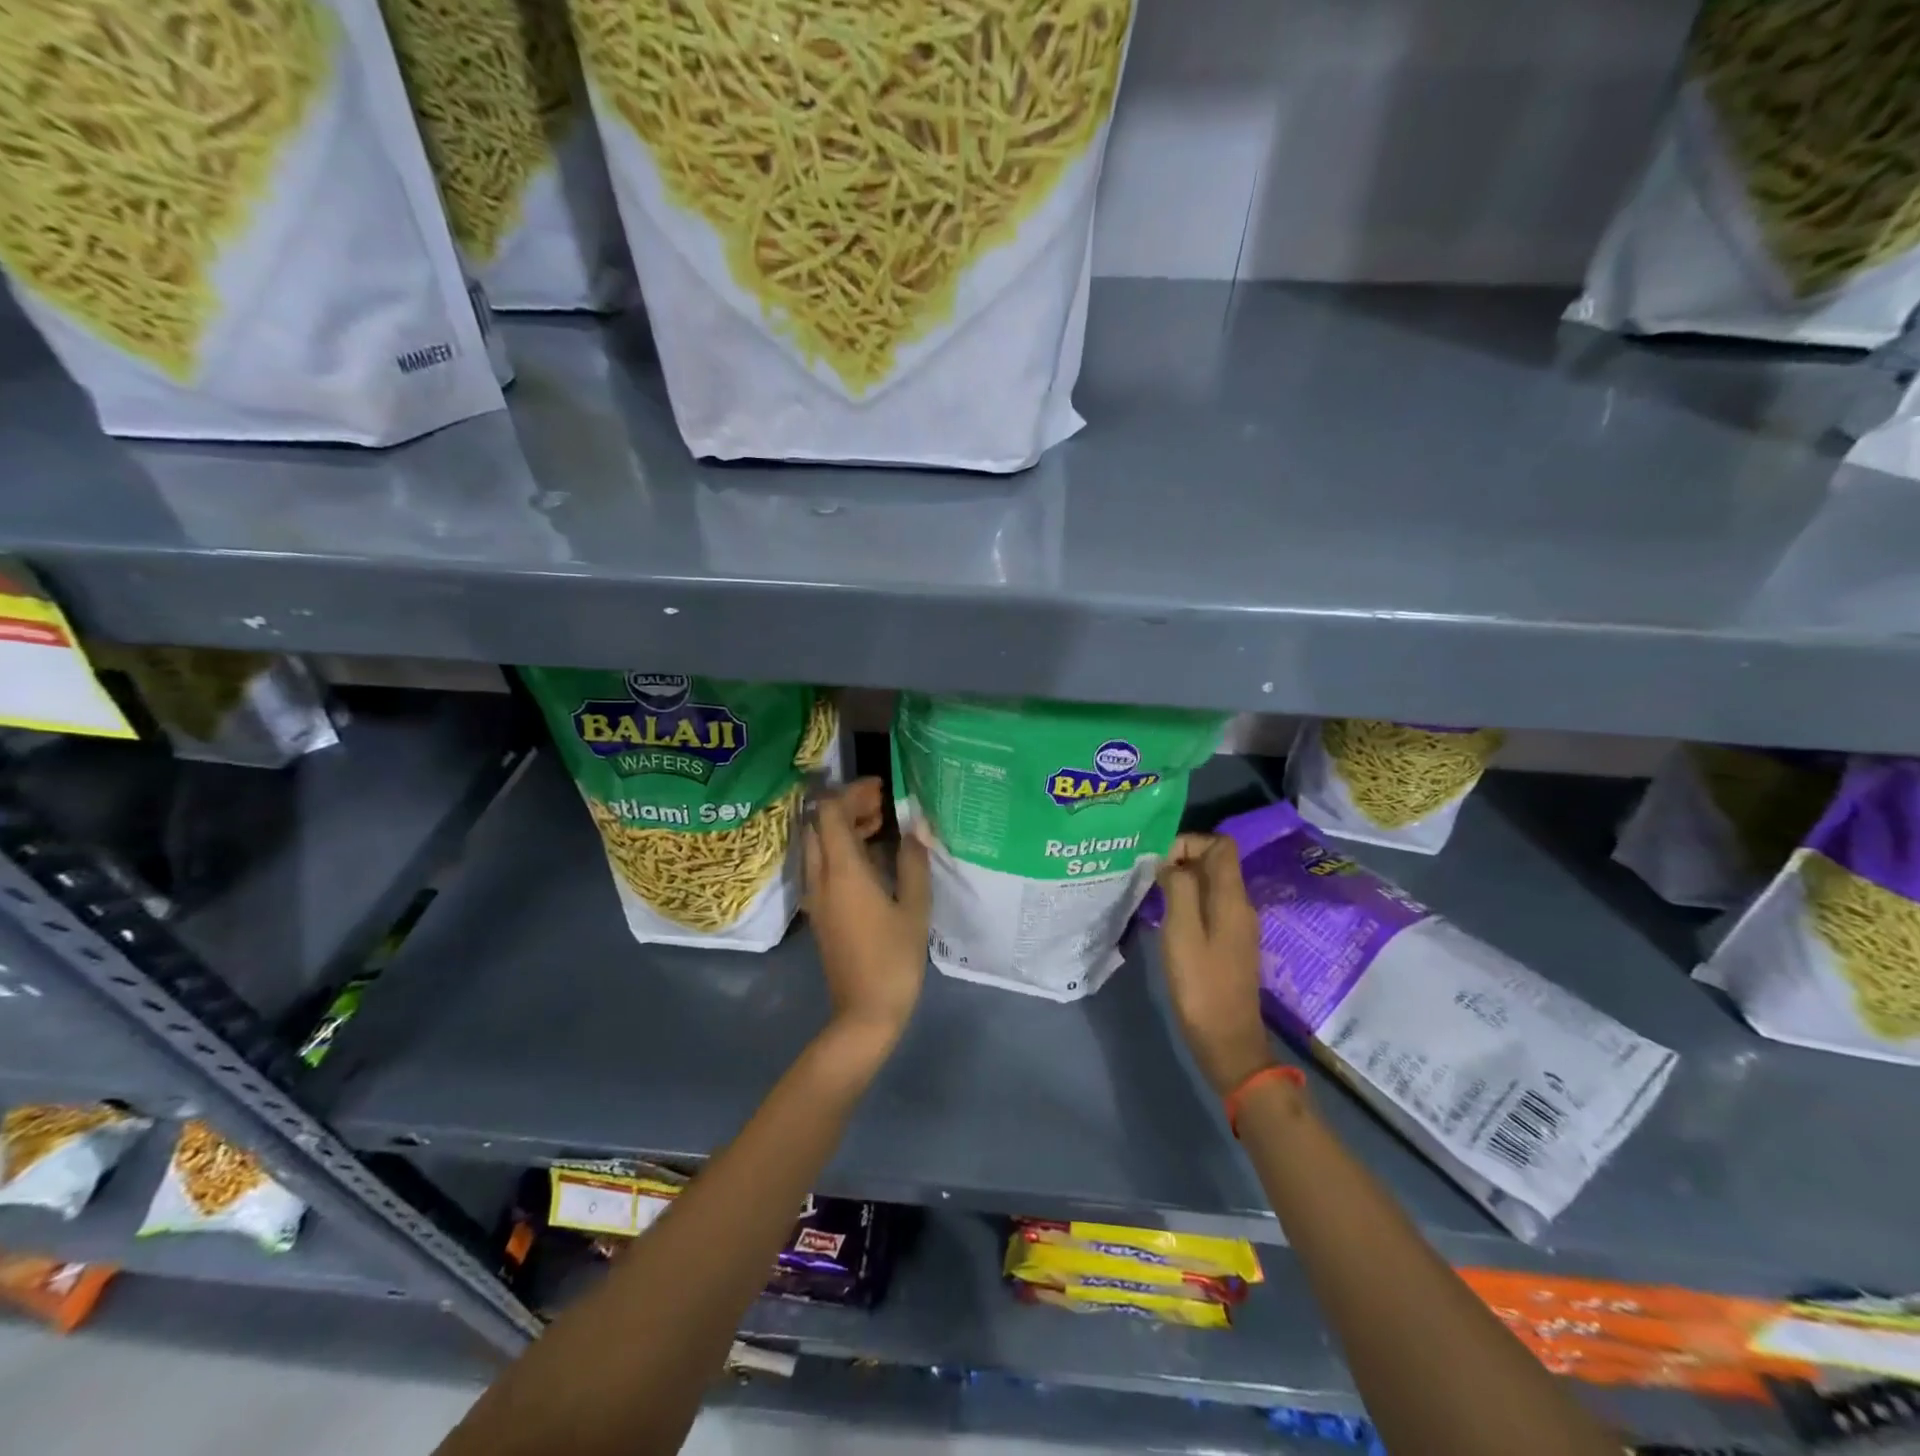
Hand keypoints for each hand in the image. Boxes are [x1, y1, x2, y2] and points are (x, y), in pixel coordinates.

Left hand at [803, 779, 930, 1056]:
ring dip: (842, 827)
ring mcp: (816, 895)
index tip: (882, 789)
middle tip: (883, 805)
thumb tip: (916, 827)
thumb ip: (914, 861)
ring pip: (818, 844)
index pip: (831, 812)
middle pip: (819, 824)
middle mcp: (821, 877)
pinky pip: (821, 864)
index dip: (853, 792)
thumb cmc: (894, 959)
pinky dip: (840, 849)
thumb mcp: (914, 907)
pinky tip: (872, 857)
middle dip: (847, 806)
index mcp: (843, 871)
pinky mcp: (820, 911)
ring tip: (881, 825)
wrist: (864, 1013)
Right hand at [1156, 833, 1274, 1096]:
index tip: (1160, 861)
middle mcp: (1240, 905)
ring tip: (1151, 894)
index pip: (1221, 845)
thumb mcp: (1182, 932)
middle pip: (1215, 862)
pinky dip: (1187, 901)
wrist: (1228, 1040)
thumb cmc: (1201, 985)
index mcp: (1231, 898)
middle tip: (1149, 877)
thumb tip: (1170, 862)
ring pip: (1210, 884)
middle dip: (1181, 859)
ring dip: (1182, 881)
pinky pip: (1208, 905)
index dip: (1190, 842)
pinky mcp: (1229, 943)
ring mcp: (1236, 925)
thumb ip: (1179, 889)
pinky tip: (1164, 919)